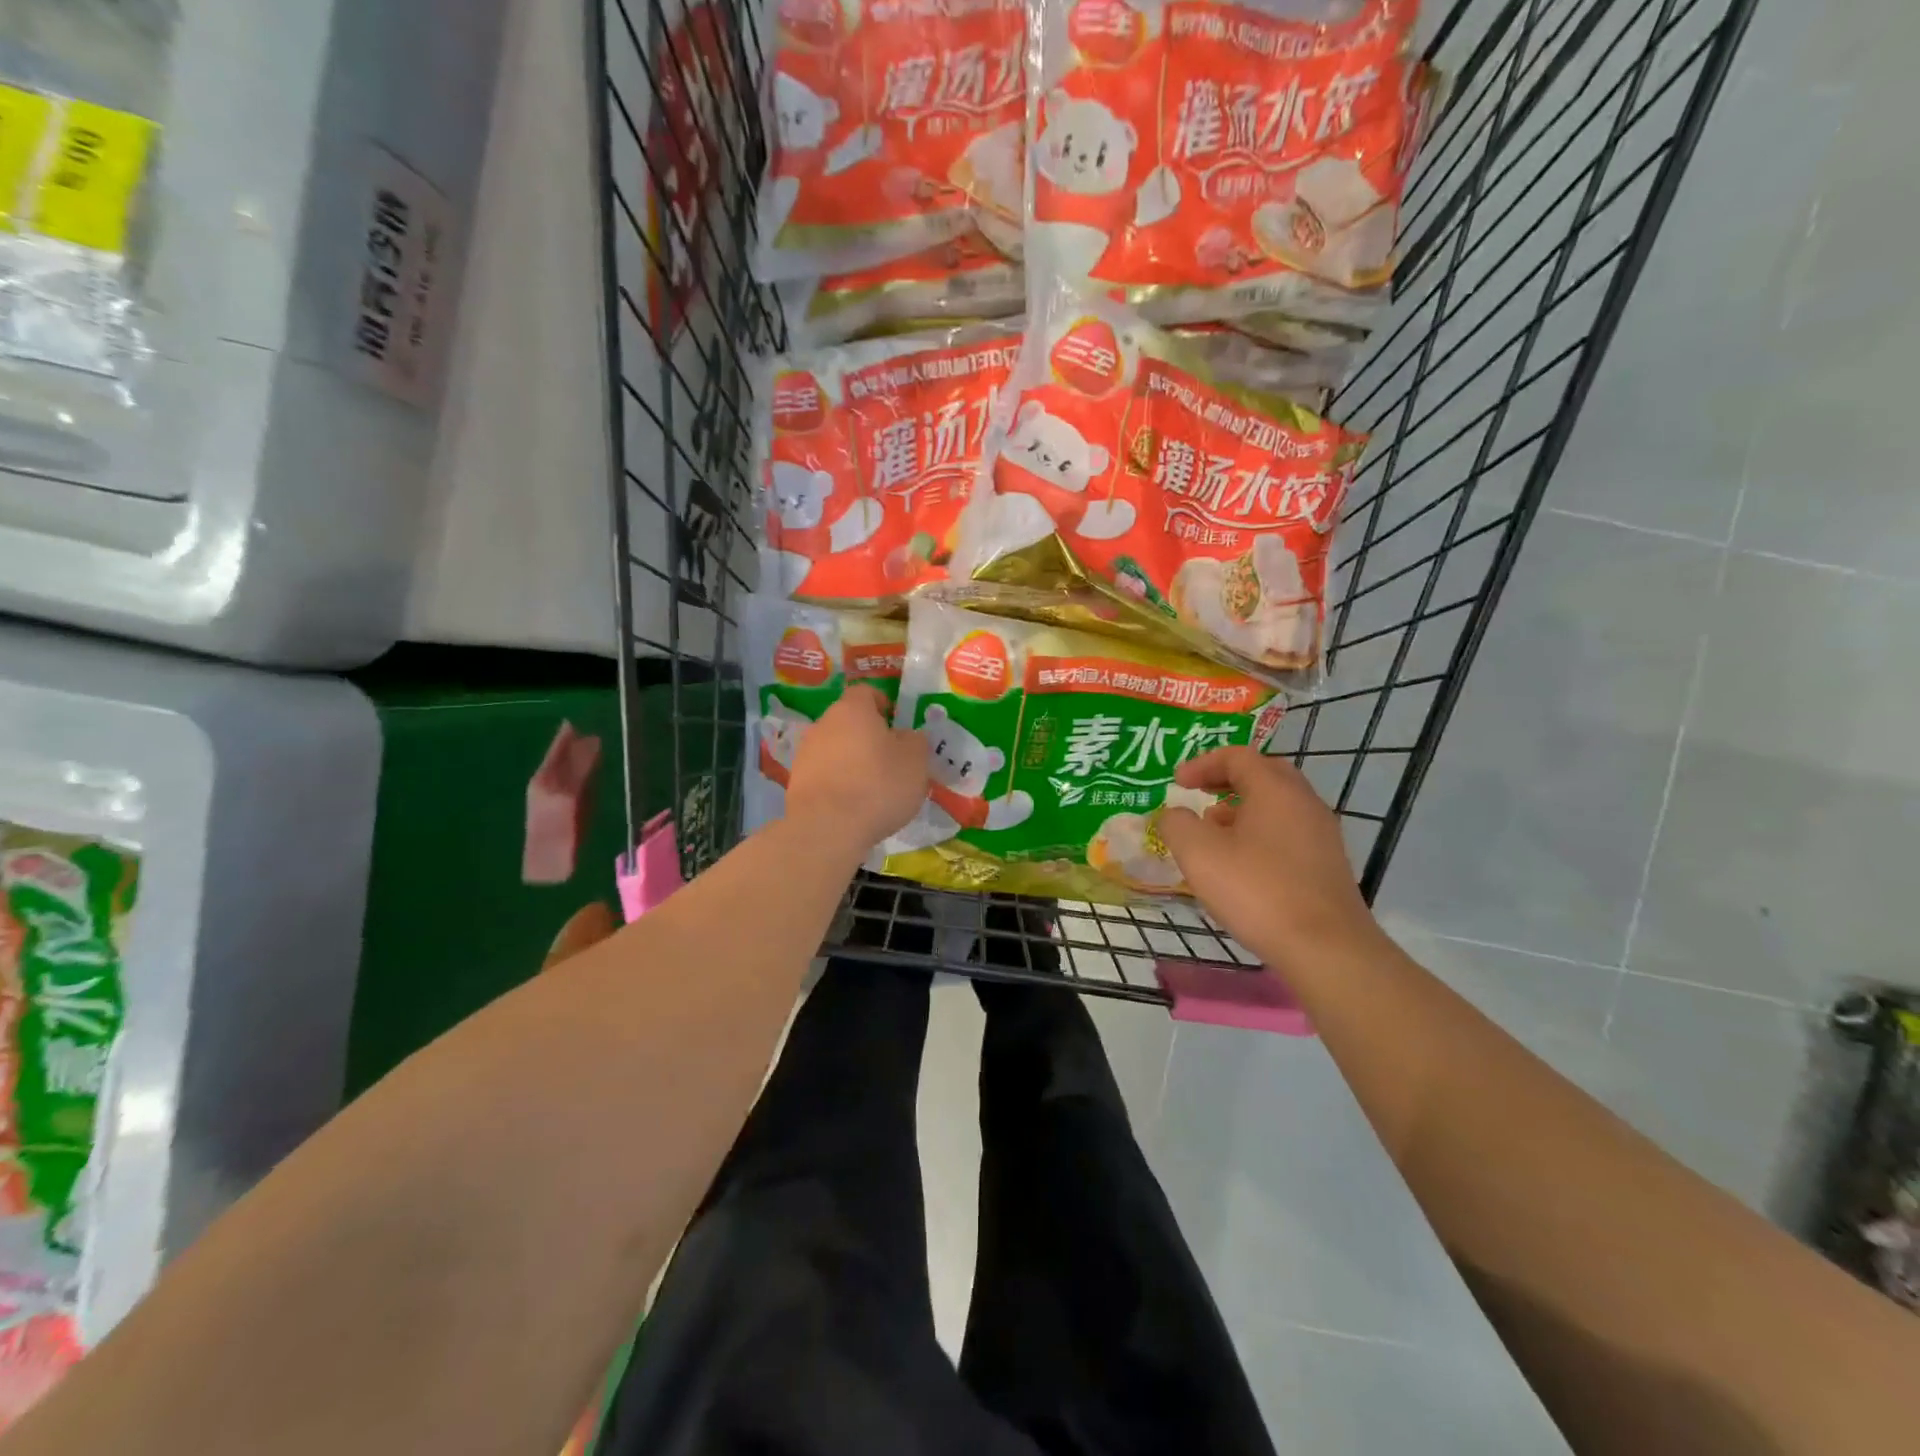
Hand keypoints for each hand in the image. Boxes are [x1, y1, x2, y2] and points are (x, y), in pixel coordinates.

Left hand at [784, 685, 930, 856]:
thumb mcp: (915, 761)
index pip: (866, 692)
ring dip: (851, 760)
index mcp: (852, 710)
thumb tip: (906, 736)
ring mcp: (805, 754)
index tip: (897, 723)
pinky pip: (824, 774)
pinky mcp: (796, 782)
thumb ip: (915, 741)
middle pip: (848, 721)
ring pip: (835, 748)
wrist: (827, 828)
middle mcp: (823, 724)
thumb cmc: (877, 785)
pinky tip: (852, 805)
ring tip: (871, 787)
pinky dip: (838, 783)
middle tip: (890, 758)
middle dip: (868, 735)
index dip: (883, 703)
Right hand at [1157, 747, 1383, 969]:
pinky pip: (1289, 832)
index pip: (1238, 756)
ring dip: (1243, 808)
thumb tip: (1174, 815)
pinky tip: (1243, 864)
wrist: (1325, 947)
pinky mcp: (1328, 864)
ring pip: (1278, 805)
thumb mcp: (1198, 854)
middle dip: (1227, 780)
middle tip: (1200, 795)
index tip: (1177, 783)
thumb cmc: (1256, 890)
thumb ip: (1177, 825)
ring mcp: (1322, 834)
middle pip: (1264, 774)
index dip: (1202, 764)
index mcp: (1275, 789)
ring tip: (1215, 832)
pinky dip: (1261, 833)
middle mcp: (1304, 802)